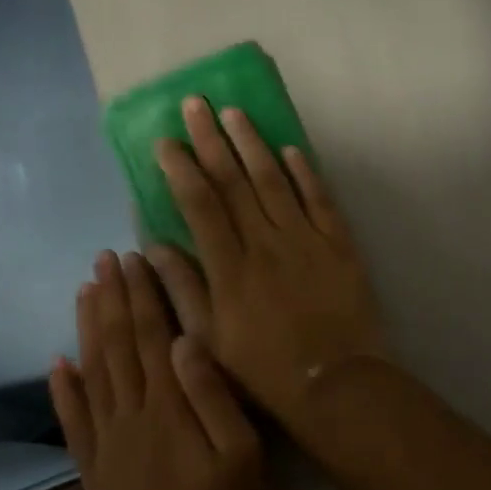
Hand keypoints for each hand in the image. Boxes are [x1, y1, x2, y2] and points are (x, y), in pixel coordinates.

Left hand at [49, 250, 268, 489]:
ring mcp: (108, 441)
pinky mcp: (94, 469)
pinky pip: (73, 422)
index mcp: (168, 403)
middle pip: (118, 344)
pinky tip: (57, 363)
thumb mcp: (243, 450)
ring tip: (83, 291)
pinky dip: (63, 390)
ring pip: (93, 373)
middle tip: (103, 259)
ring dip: (87, 328)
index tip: (133, 259)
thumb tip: (187, 340)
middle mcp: (131, 413)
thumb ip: (213, 393)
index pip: (151, 334)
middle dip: (112, 297)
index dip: (141, 294)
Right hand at [144, 97, 389, 420]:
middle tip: (195, 104)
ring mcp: (306, 239)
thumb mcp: (210, 342)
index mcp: (230, 268)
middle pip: (234, 181)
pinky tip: (291, 148)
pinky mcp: (338, 243)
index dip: (181, 169)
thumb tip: (152, 247)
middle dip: (211, 139)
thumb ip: (182, 291)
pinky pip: (320, 199)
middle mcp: (266, 243)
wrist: (337, 385)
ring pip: (275, 180)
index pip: (200, 205)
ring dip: (253, 143)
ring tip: (235, 112)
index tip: (166, 142)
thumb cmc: (265, 370)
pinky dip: (305, 172)